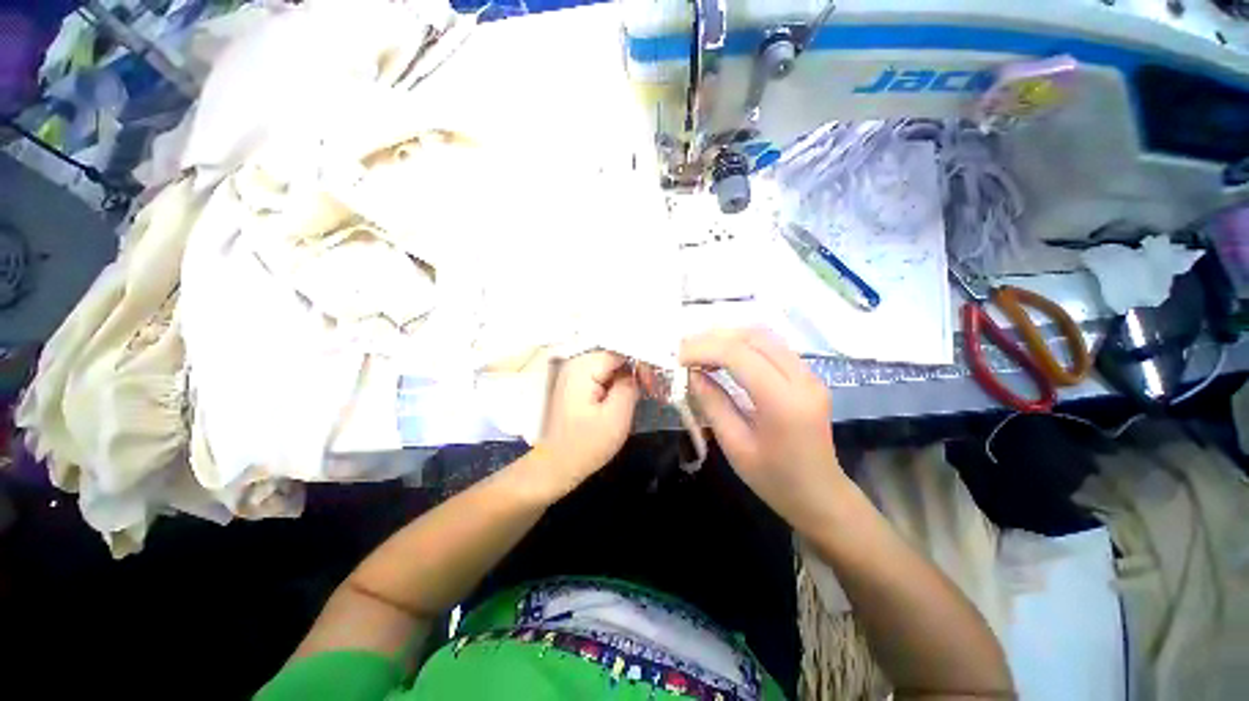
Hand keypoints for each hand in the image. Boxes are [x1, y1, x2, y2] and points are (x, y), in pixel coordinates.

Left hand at [535, 351, 638, 495]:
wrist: (555, 467)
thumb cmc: (585, 445)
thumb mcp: (616, 417)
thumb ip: (629, 387)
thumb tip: (637, 371)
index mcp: (582, 367)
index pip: (621, 352)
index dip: (641, 365)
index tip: (653, 384)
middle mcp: (575, 363)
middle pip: (614, 357)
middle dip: (634, 371)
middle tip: (650, 390)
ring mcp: (573, 374)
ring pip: (610, 367)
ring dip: (625, 379)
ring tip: (641, 394)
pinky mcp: (575, 385)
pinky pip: (601, 376)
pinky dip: (615, 385)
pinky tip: (624, 398)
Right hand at [680, 329, 847, 528]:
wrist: (821, 495)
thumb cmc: (774, 479)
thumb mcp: (735, 445)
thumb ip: (712, 404)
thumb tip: (690, 373)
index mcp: (783, 402)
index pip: (739, 355)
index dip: (703, 349)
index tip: (677, 358)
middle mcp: (802, 379)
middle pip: (753, 336)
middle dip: (713, 337)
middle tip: (684, 349)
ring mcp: (810, 374)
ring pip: (763, 335)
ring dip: (727, 337)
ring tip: (698, 350)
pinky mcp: (808, 375)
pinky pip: (771, 346)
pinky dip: (741, 344)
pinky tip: (722, 356)